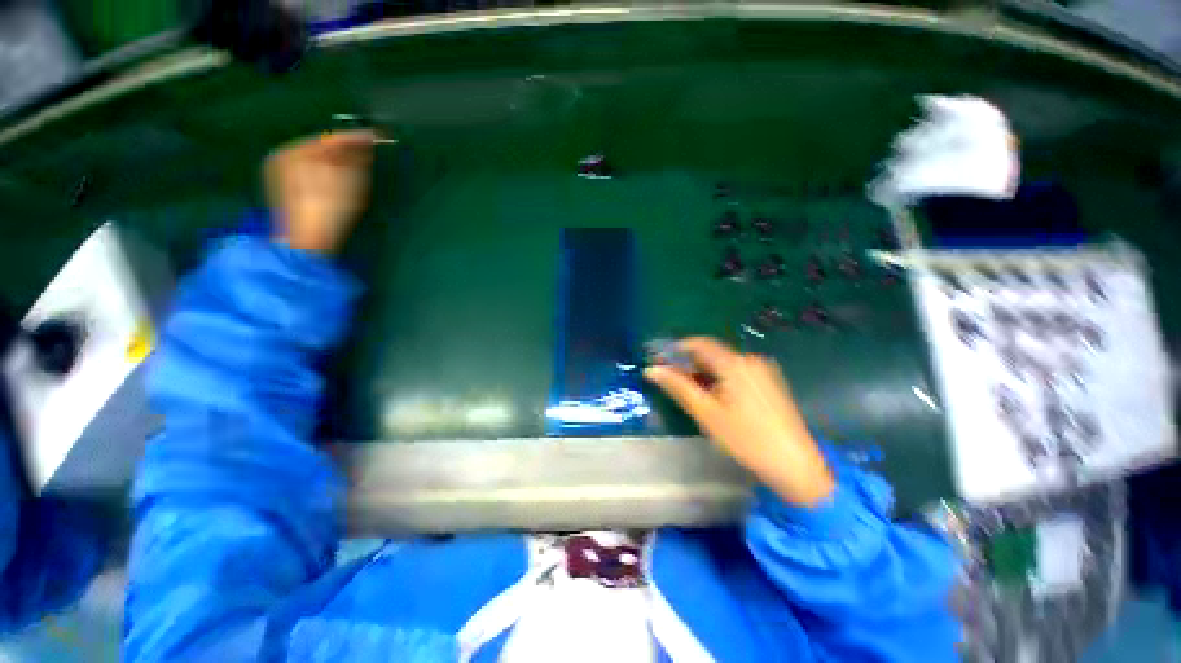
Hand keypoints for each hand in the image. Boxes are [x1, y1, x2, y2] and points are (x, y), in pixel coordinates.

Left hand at [265, 130, 375, 252]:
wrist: (306, 241)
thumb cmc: (328, 210)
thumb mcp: (348, 181)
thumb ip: (355, 158)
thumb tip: (363, 144)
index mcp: (294, 152)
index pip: (330, 139)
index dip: (355, 138)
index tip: (376, 136)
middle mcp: (283, 157)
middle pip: (321, 148)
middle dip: (346, 150)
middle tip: (368, 151)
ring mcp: (281, 174)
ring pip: (316, 161)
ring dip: (338, 161)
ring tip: (359, 165)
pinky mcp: (286, 190)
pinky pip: (311, 172)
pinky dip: (329, 172)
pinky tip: (341, 180)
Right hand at [645, 337, 834, 506]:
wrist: (795, 465)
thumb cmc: (745, 438)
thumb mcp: (706, 413)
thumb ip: (678, 387)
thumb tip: (652, 370)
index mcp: (734, 363)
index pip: (700, 344)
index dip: (677, 349)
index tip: (661, 360)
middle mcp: (750, 360)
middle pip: (712, 354)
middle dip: (689, 363)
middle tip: (671, 379)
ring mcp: (763, 371)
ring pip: (724, 364)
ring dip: (704, 372)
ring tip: (689, 391)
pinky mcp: (769, 383)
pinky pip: (737, 372)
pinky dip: (720, 379)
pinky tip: (714, 397)